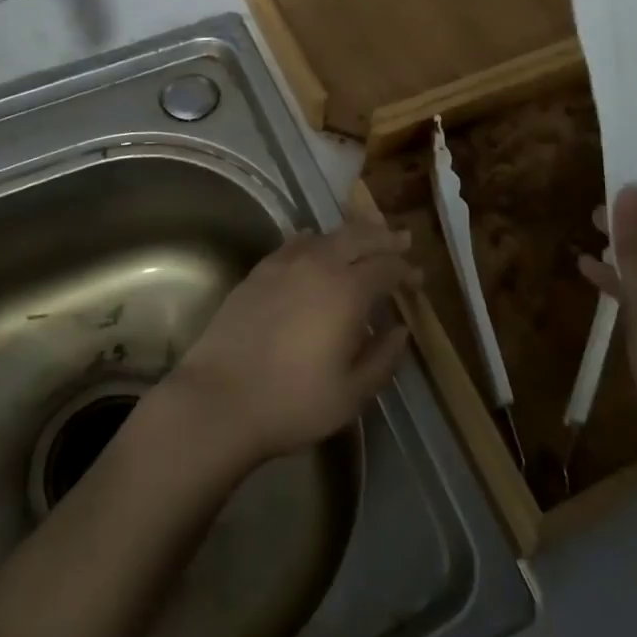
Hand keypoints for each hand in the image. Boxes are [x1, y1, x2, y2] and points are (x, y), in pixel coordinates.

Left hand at [168, 222, 419, 468]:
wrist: (219, 399)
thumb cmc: (292, 402)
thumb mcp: (350, 394)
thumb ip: (382, 358)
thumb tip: (401, 330)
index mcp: (348, 291)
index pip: (386, 267)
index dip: (406, 270)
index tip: (417, 279)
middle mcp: (319, 265)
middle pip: (359, 237)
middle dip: (383, 238)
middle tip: (401, 240)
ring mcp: (285, 264)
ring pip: (327, 235)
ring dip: (352, 234)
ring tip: (365, 238)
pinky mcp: (259, 271)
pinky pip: (295, 243)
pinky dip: (314, 239)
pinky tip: (315, 243)